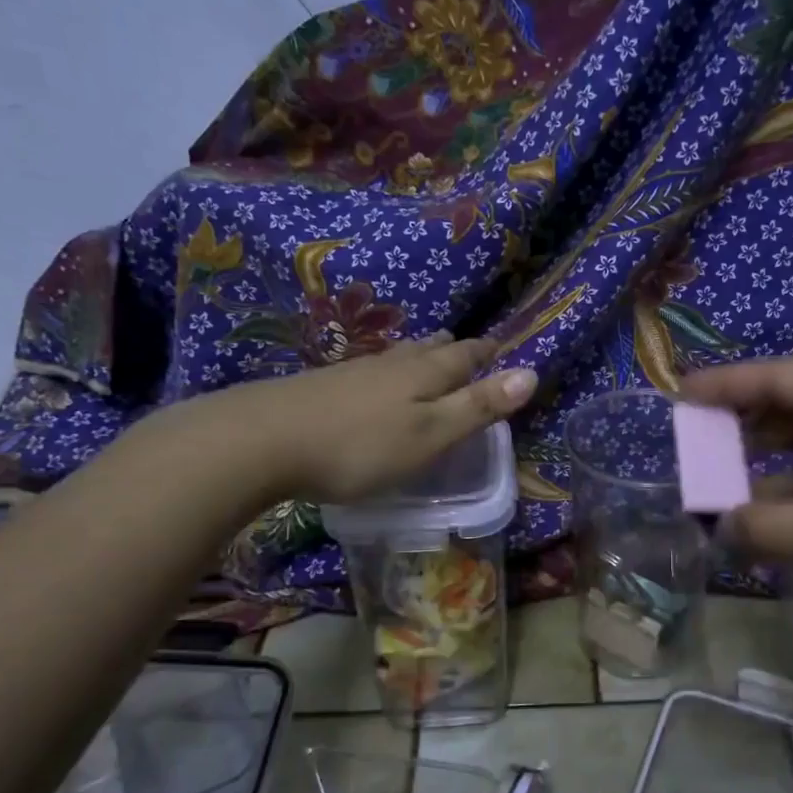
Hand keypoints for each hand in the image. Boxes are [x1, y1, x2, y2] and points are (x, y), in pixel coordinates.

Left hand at [136, 334, 537, 512]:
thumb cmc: (359, 446)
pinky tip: (374, 382)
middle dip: (452, 349)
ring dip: (418, 355)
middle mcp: (391, 365)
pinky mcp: (320, 386)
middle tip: (466, 345)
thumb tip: (531, 373)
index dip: (487, 354)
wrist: (261, 439)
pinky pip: (369, 371)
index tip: (502, 347)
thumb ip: (478, 407)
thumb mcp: (430, 435)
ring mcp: (351, 372)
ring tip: (427, 353)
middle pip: (429, 350)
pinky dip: (386, 372)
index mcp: (423, 375)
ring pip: (396, 357)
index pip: (465, 357)